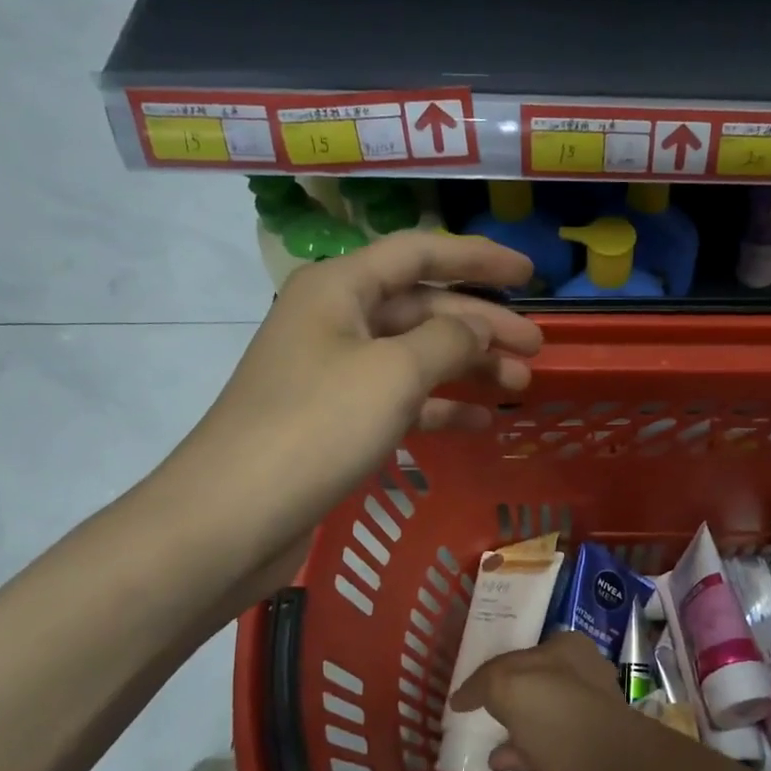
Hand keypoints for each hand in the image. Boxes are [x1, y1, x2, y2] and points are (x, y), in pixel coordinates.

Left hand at [171, 232, 542, 553]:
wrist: (233, 516)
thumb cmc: (317, 426)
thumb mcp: (395, 372)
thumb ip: (449, 340)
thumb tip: (478, 329)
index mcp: (341, 288)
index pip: (421, 254)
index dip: (479, 258)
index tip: (531, 272)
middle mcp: (336, 320)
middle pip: (423, 308)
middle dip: (483, 325)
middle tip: (536, 348)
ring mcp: (334, 372)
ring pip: (416, 356)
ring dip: (469, 367)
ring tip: (520, 386)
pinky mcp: (336, 420)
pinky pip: (400, 399)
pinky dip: (440, 406)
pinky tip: (480, 422)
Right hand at [449, 631, 625, 770]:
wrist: (598, 762)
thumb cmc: (551, 706)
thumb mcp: (504, 682)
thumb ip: (482, 683)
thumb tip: (461, 698)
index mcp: (570, 646)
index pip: (531, 649)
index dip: (505, 663)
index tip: (483, 682)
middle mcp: (585, 674)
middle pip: (541, 682)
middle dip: (514, 697)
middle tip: (487, 711)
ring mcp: (590, 712)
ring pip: (546, 716)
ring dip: (519, 728)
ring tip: (489, 742)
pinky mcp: (590, 749)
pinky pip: (549, 747)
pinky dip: (525, 754)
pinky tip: (501, 763)